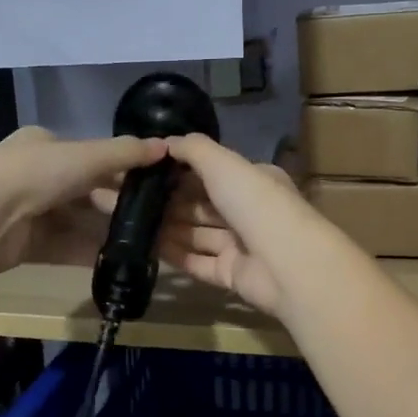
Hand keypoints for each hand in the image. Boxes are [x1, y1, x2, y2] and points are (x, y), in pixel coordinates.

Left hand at [0, 127, 167, 274]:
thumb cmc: (37, 173)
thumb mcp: (88, 156)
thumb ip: (126, 153)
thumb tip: (166, 147)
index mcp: (43, 145)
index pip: (88, 155)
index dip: (118, 168)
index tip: (148, 184)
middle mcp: (33, 175)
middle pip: (83, 190)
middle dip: (113, 204)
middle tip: (149, 218)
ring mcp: (27, 211)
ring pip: (74, 221)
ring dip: (103, 231)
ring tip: (139, 242)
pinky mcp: (24, 244)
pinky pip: (63, 247)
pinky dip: (87, 252)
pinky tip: (115, 260)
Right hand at [142, 133, 333, 316]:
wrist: (287, 263)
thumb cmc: (256, 203)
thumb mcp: (224, 163)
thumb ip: (194, 149)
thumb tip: (167, 141)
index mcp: (254, 181)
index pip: (214, 173)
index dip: (181, 171)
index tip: (147, 171)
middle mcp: (248, 211)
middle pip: (203, 205)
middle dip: (169, 202)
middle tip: (130, 199)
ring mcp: (241, 245)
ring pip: (198, 235)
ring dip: (167, 228)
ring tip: (130, 223)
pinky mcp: (232, 275)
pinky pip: (198, 263)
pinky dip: (175, 256)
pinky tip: (146, 248)